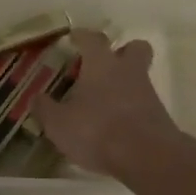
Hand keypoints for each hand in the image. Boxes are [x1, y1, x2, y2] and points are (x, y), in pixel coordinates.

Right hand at [30, 29, 184, 178]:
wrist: (147, 158)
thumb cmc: (97, 131)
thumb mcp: (59, 124)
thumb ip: (45, 109)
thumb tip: (36, 98)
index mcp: (102, 64)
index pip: (92, 39)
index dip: (82, 36)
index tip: (74, 38)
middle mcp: (128, 71)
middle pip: (134, 48)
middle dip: (121, 52)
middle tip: (103, 65)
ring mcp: (148, 93)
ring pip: (139, 77)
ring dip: (124, 84)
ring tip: (103, 103)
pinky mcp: (159, 116)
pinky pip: (143, 103)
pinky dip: (131, 109)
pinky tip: (116, 126)